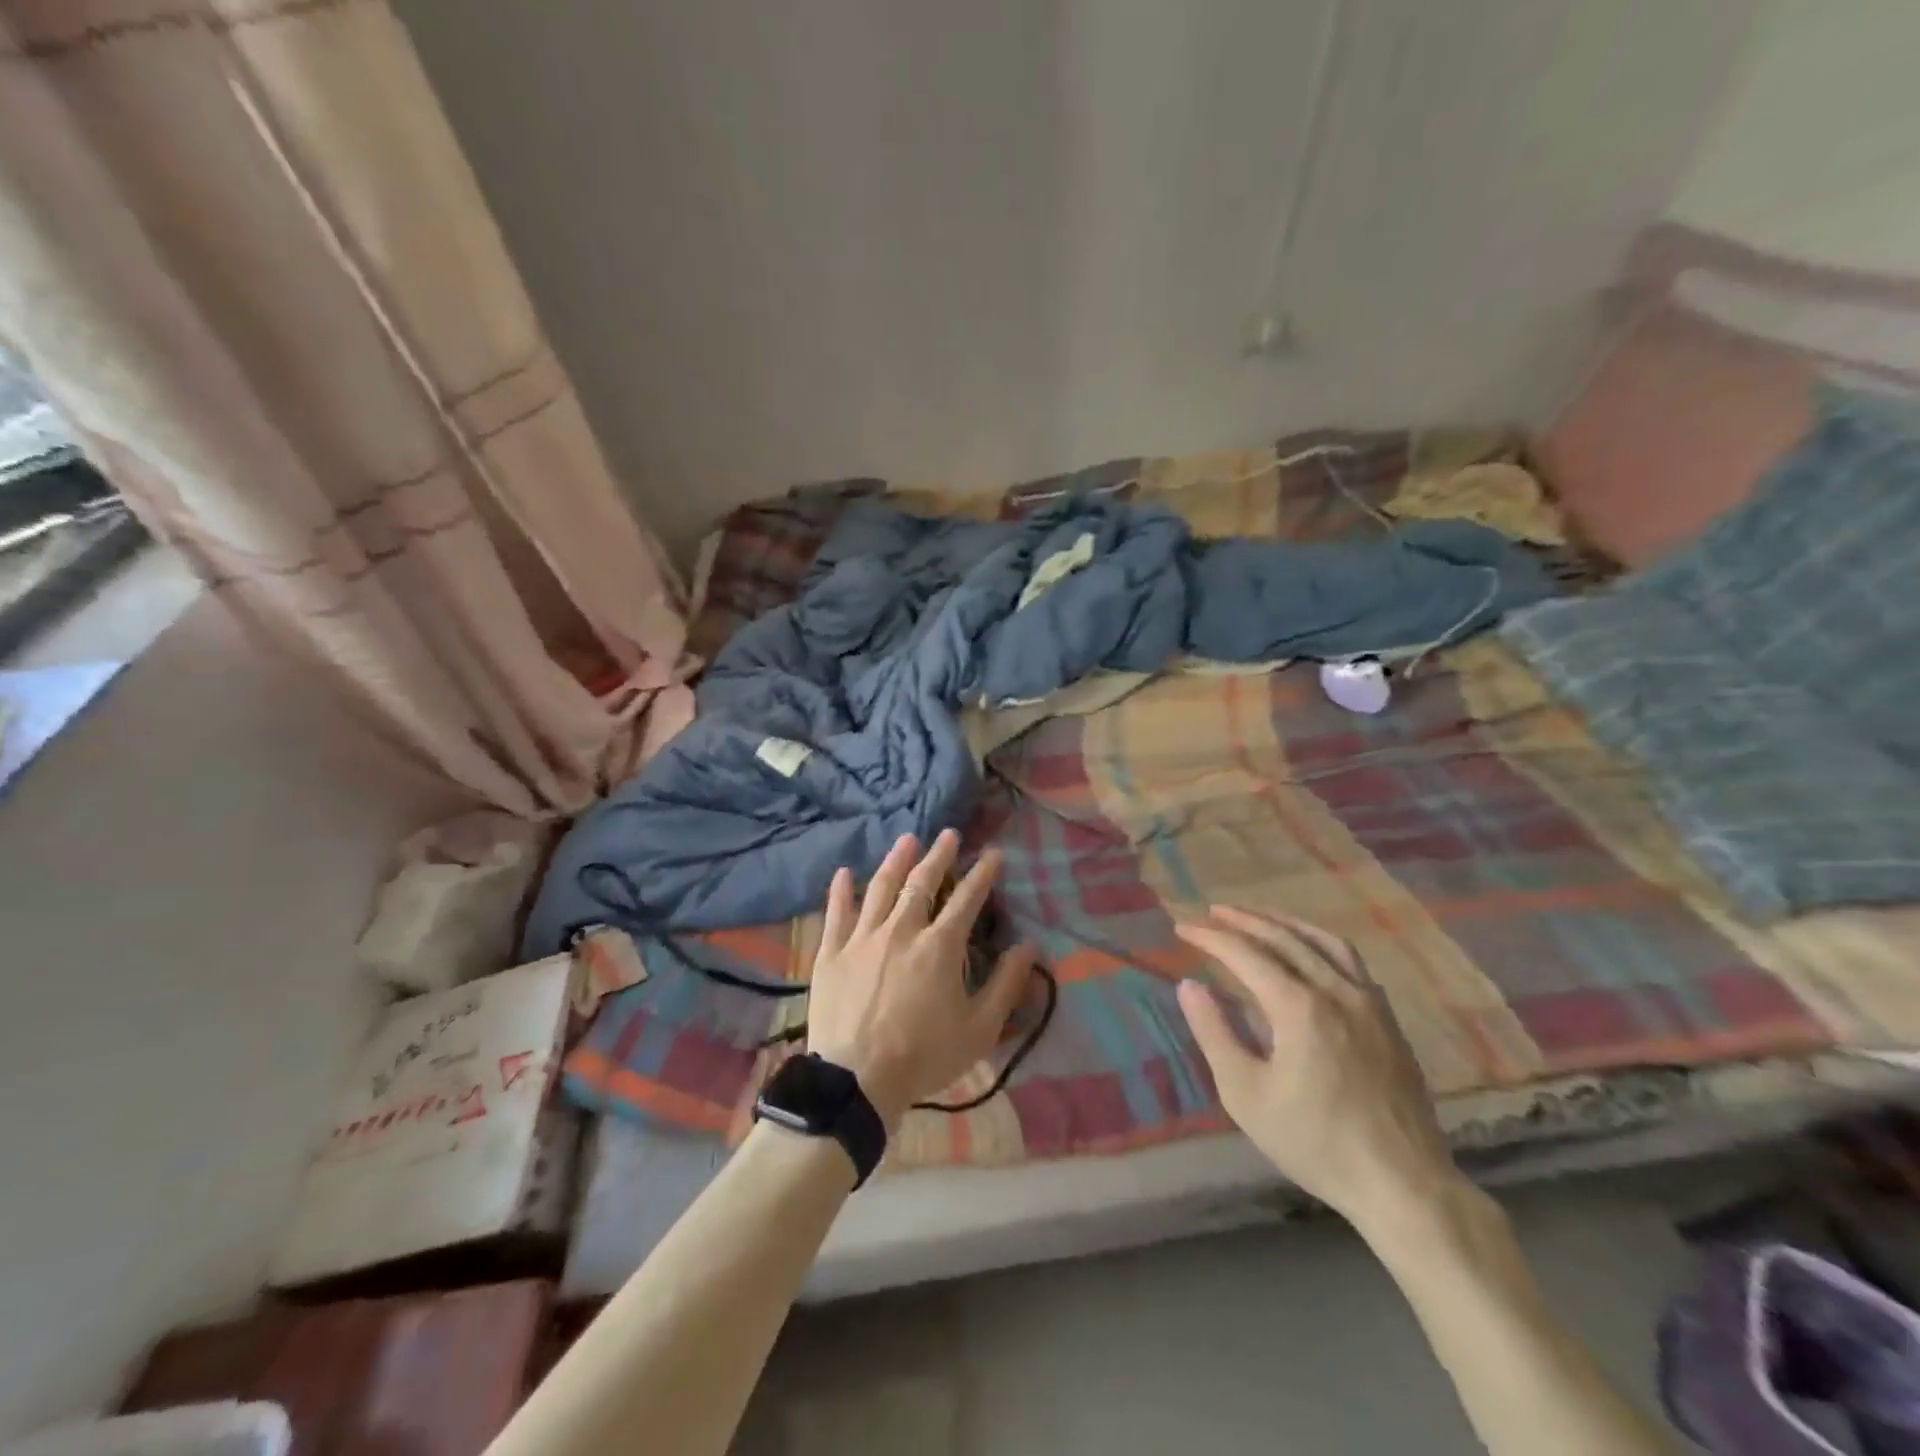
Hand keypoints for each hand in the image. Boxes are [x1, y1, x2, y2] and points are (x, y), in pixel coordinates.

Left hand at [806, 830, 1037, 1128]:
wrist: (857, 1080)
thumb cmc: (924, 1056)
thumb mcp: (979, 1028)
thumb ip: (1006, 984)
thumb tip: (1029, 946)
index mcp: (939, 947)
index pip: (967, 899)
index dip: (983, 874)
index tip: (994, 853)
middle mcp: (901, 930)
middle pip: (922, 883)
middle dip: (939, 856)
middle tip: (948, 834)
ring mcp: (862, 938)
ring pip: (880, 888)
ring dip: (896, 861)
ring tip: (907, 840)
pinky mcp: (831, 953)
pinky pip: (836, 913)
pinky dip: (840, 890)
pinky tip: (844, 871)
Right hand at [1175, 905, 1462, 1233]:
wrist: (1403, 1184)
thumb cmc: (1315, 1142)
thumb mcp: (1246, 1094)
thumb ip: (1215, 1033)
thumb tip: (1190, 986)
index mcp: (1299, 1007)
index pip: (1245, 954)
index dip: (1210, 937)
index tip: (1182, 928)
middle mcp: (1336, 991)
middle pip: (1284, 938)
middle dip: (1244, 920)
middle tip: (1213, 911)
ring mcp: (1369, 1002)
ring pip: (1323, 942)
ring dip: (1285, 923)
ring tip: (1258, 916)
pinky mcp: (1388, 1019)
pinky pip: (1351, 962)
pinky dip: (1320, 943)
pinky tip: (1310, 952)